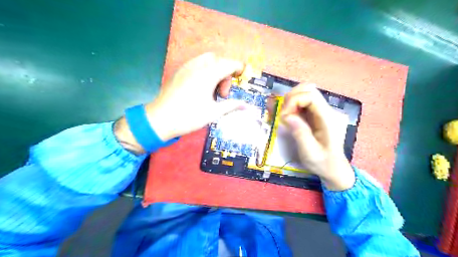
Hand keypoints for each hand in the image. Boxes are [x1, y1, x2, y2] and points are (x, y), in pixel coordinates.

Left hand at [114, 51, 246, 152]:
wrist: (160, 120)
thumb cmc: (189, 117)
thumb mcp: (213, 113)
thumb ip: (232, 106)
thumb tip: (247, 106)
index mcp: (208, 74)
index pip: (229, 63)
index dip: (239, 68)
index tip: (242, 78)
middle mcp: (197, 66)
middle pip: (218, 60)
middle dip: (226, 72)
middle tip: (223, 93)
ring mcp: (186, 67)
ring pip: (207, 60)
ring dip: (215, 71)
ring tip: (213, 91)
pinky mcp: (179, 72)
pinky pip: (196, 64)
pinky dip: (205, 71)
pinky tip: (202, 88)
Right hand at [281, 84, 355, 190]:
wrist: (333, 168)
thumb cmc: (322, 162)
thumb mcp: (310, 152)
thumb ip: (300, 133)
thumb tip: (287, 116)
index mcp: (328, 119)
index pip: (311, 96)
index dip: (294, 101)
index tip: (284, 116)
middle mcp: (327, 111)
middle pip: (308, 89)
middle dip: (291, 98)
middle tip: (284, 115)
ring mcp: (322, 111)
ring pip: (305, 93)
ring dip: (291, 101)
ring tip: (286, 117)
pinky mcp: (316, 114)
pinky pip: (304, 102)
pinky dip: (293, 106)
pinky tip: (291, 118)